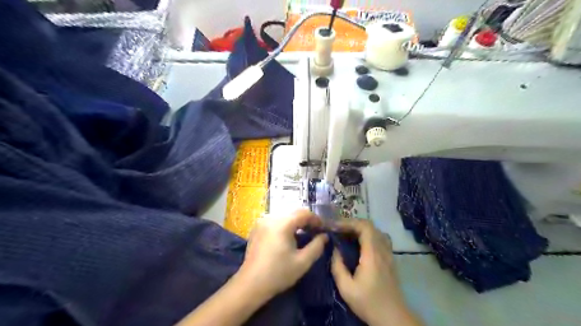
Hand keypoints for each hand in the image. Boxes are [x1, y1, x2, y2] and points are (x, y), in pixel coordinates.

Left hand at [236, 211, 326, 299]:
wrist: (251, 284)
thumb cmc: (279, 273)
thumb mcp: (303, 262)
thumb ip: (317, 246)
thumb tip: (324, 236)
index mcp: (283, 223)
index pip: (304, 213)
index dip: (316, 220)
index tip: (323, 229)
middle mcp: (271, 217)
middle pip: (294, 212)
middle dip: (307, 221)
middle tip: (315, 232)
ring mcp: (262, 221)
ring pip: (285, 215)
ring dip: (296, 222)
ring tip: (304, 234)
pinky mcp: (257, 227)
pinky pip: (275, 220)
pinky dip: (285, 224)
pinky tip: (288, 236)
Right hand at [332, 218, 422, 325]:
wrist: (393, 317)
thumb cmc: (369, 303)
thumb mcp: (346, 288)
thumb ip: (338, 267)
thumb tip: (335, 250)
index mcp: (372, 255)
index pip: (364, 227)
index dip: (349, 222)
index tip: (335, 227)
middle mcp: (382, 250)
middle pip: (370, 226)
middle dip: (352, 224)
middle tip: (338, 229)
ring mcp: (388, 253)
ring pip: (376, 231)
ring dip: (360, 228)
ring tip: (347, 234)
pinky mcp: (390, 259)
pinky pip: (379, 238)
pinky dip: (367, 235)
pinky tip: (359, 244)